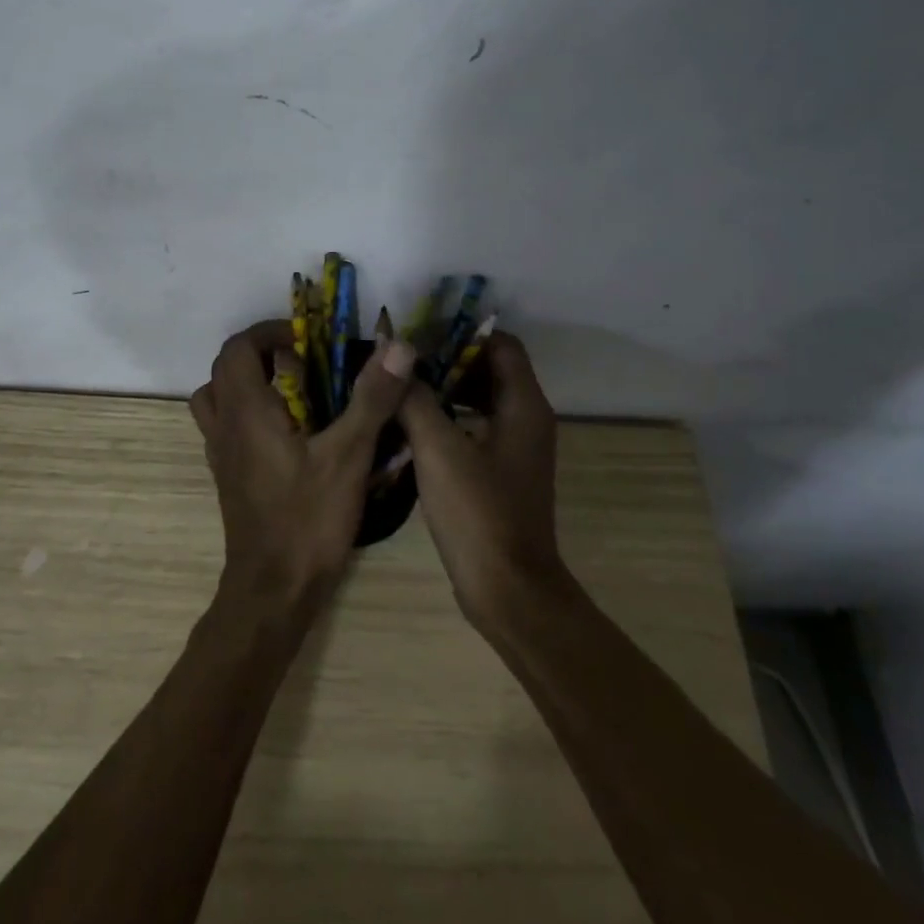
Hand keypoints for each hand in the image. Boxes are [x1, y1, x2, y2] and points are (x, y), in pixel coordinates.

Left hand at [190, 321, 415, 618]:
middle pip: (226, 369)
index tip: (306, 339)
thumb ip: (371, 398)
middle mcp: (224, 426)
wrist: (271, 593)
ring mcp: (221, 454)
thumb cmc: (307, 520)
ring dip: (249, 382)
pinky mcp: (228, 477)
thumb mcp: (348, 456)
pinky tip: (289, 433)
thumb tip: (397, 346)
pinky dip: (249, 413)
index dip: (269, 332)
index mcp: (246, 410)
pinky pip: (227, 427)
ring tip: (292, 390)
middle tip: (304, 360)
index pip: (238, 348)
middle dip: (262, 353)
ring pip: (218, 398)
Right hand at [396, 333, 563, 630]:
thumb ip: (416, 398)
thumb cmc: (478, 513)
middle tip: (403, 359)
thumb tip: (396, 356)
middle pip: (490, 369)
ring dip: (446, 389)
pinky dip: (450, 418)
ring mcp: (516, 448)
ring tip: (401, 387)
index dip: (462, 332)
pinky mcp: (502, 473)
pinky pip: (477, 427)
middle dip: (447, 359)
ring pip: (482, 399)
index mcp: (524, 405)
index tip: (420, 332)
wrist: (507, 591)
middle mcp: (528, 419)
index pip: (501, 344)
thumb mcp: (438, 449)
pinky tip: (412, 426)